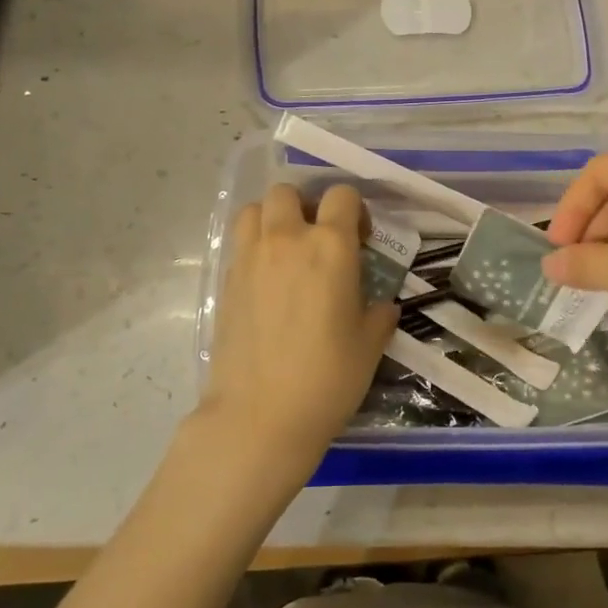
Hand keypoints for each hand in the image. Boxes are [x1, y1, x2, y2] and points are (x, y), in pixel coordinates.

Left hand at [199, 183, 398, 481]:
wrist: (260, 415)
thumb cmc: (327, 377)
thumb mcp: (370, 344)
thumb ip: (379, 312)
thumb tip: (381, 304)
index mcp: (330, 246)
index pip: (341, 195)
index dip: (354, 210)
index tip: (360, 240)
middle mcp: (286, 240)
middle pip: (288, 192)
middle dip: (305, 206)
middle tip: (318, 240)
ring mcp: (249, 258)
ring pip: (253, 210)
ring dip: (271, 219)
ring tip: (285, 251)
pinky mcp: (225, 281)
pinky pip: (239, 245)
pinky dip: (253, 249)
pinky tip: (267, 283)